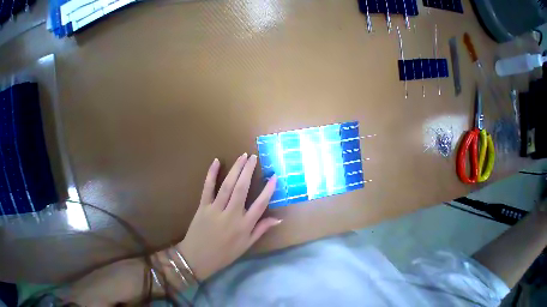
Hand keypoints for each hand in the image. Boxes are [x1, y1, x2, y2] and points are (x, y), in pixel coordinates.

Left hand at [176, 153, 279, 280]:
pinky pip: (207, 188)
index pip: (260, 204)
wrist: (197, 258)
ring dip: (235, 169)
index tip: (274, 176)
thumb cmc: (224, 254)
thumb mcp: (246, 245)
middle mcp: (231, 215)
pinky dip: (211, 174)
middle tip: (254, 157)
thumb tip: (279, 218)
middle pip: (242, 189)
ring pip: (227, 185)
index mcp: (244, 226)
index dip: (268, 190)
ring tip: (242, 156)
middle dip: (248, 171)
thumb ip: (261, 229)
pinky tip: (216, 161)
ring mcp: (216, 209)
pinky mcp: (203, 206)